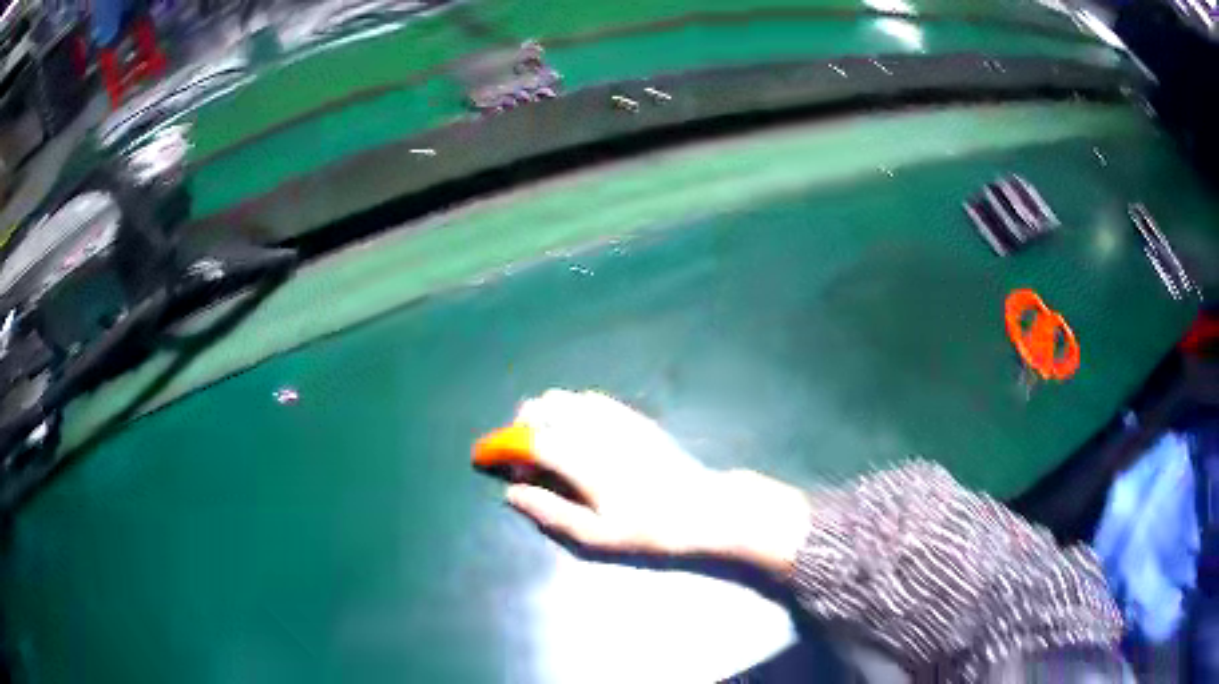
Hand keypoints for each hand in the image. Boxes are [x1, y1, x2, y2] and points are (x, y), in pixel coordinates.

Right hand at [503, 389, 812, 576]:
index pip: (528, 439)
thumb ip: (549, 511)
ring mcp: (617, 417)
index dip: (499, 446)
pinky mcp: (633, 417)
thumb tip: (511, 493)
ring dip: (544, 416)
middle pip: (542, 407)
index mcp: (583, 459)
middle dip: (520, 428)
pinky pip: (589, 399)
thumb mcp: (595, 537)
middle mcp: (596, 428)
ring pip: (564, 398)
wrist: (705, 509)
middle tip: (523, 464)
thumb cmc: (650, 530)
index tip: (482, 456)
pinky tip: (577, 438)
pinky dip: (569, 410)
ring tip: (548, 450)